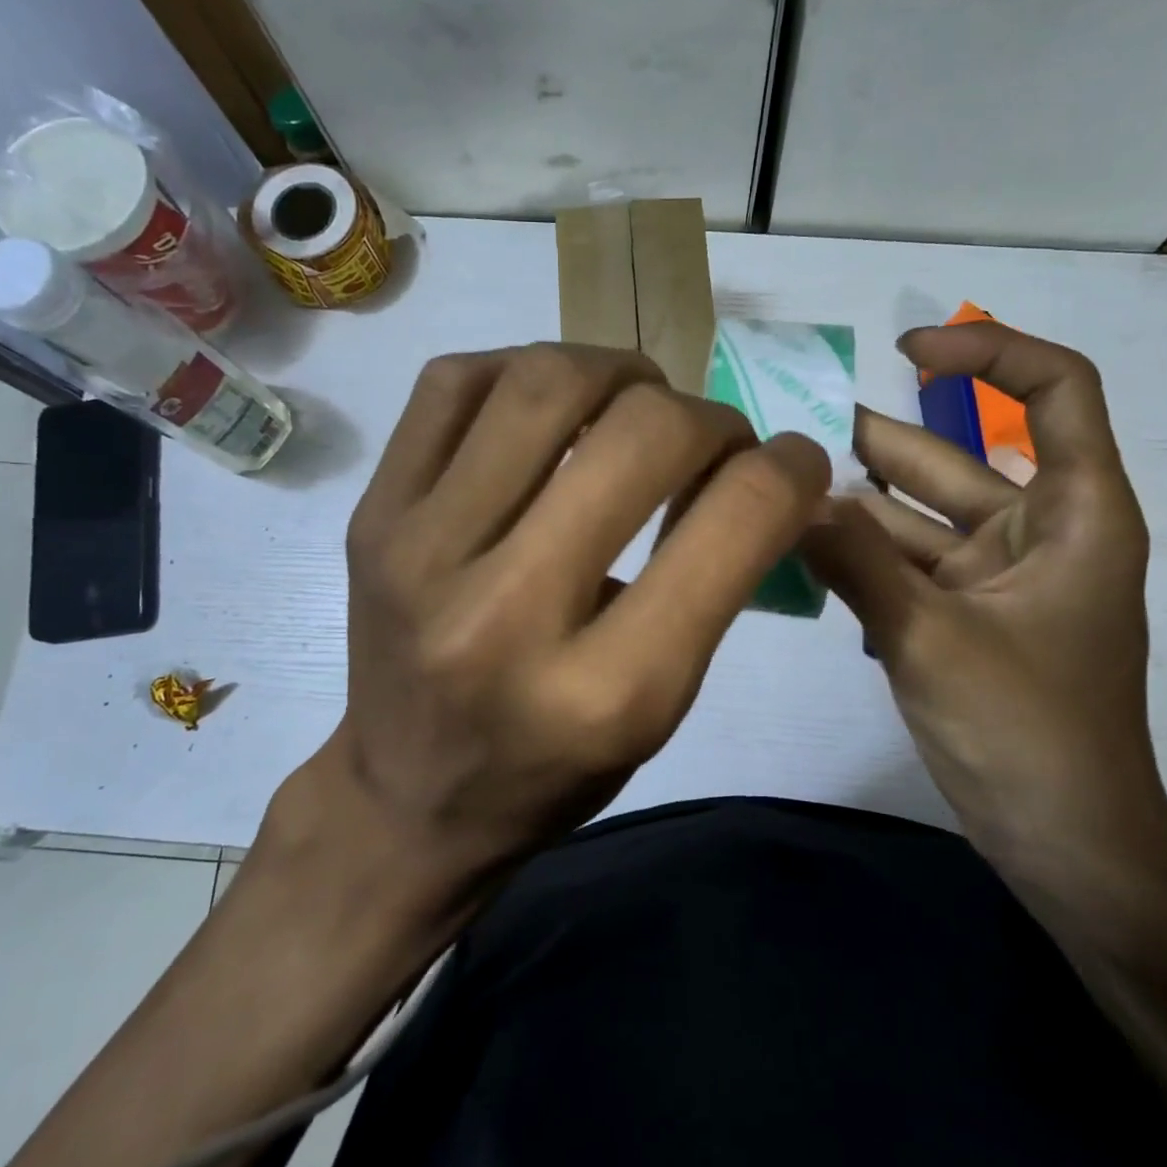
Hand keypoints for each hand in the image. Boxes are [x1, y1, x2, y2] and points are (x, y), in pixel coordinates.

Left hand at [266, 344, 830, 896]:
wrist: (407, 797)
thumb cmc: (554, 769)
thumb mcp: (663, 706)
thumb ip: (721, 581)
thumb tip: (767, 466)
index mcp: (609, 691)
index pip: (735, 521)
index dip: (789, 469)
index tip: (793, 463)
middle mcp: (508, 612)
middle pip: (644, 434)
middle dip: (709, 418)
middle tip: (710, 440)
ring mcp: (420, 551)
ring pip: (547, 382)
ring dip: (621, 373)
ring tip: (635, 403)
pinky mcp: (373, 514)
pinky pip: (456, 381)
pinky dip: (525, 369)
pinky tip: (551, 406)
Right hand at [799, 322, 1166, 874]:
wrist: (1067, 847)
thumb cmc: (1027, 733)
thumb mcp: (931, 637)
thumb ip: (856, 561)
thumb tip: (787, 497)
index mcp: (1074, 513)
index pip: (1054, 390)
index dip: (987, 351)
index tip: (907, 351)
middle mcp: (1037, 533)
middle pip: (955, 460)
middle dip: (876, 442)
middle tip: (788, 430)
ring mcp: (996, 580)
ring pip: (918, 520)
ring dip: (854, 508)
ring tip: (778, 491)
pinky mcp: (963, 620)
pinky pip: (905, 569)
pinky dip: (860, 560)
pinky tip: (801, 556)